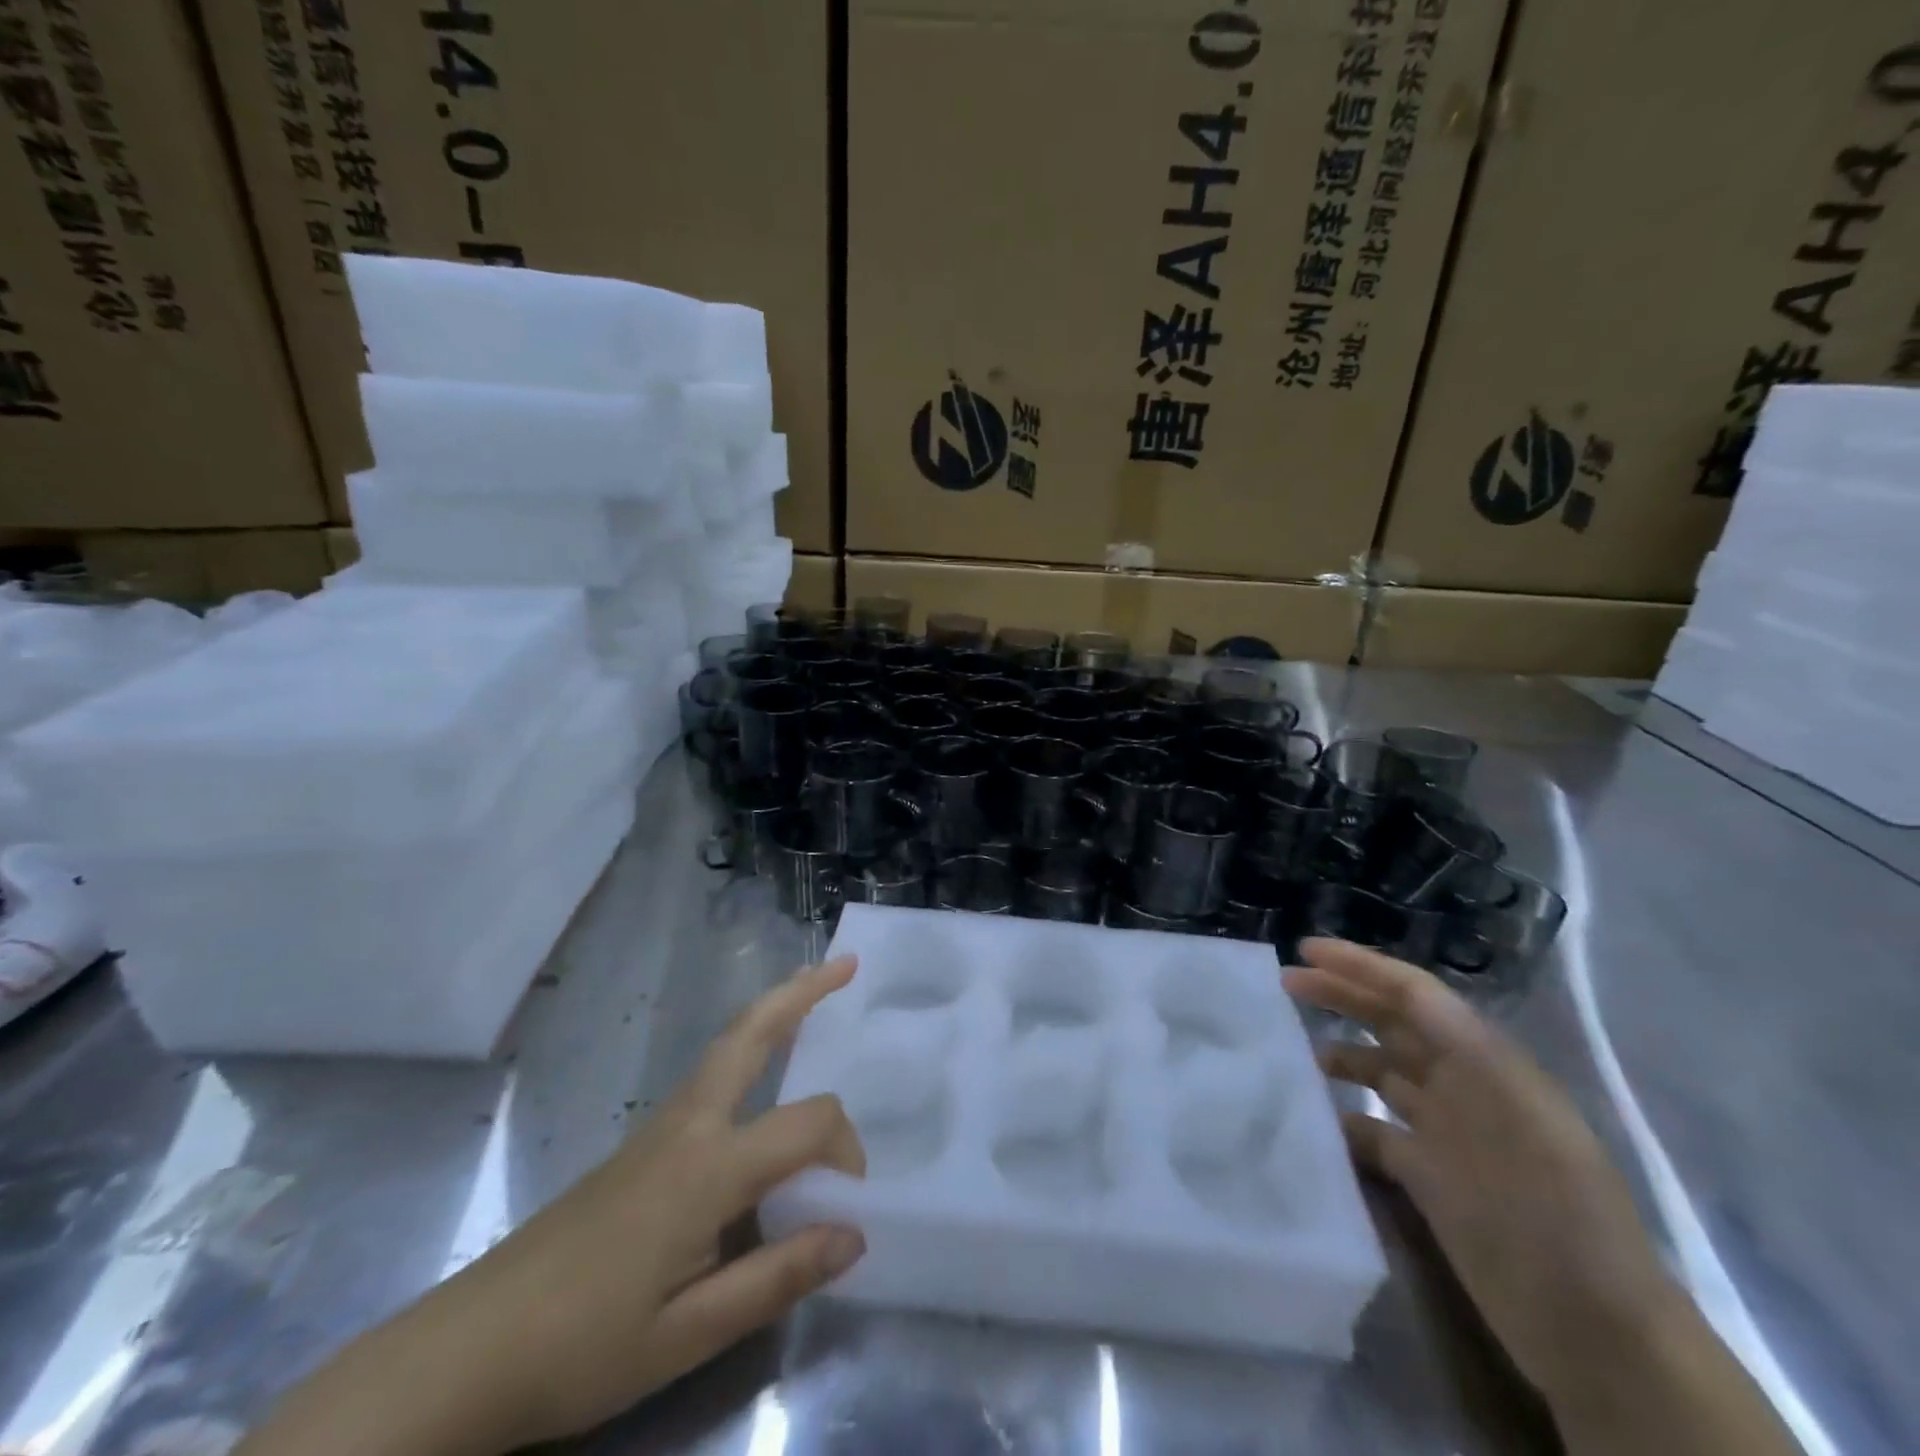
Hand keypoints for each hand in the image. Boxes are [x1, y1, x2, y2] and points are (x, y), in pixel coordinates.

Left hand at [239, 957, 866, 1455]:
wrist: (466, 1353)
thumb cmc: (580, 1348)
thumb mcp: (686, 1335)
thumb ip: (775, 1277)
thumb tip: (854, 1234)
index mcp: (707, 1167)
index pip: (806, 1124)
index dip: (845, 1151)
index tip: (849, 1205)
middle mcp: (688, 1125)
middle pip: (751, 1033)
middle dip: (802, 992)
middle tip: (847, 965)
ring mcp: (660, 1127)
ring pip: (728, 1045)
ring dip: (775, 1011)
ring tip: (814, 991)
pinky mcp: (644, 1143)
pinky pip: (712, 1075)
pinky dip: (750, 1047)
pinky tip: (762, 1074)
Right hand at [1288, 940, 1797, 1455]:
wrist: (1592, 1332)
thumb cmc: (1560, 1215)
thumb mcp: (1526, 1121)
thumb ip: (1470, 1052)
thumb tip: (1412, 993)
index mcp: (1487, 1064)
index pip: (1415, 994)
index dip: (1361, 966)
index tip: (1306, 949)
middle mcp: (1462, 1087)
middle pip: (1392, 1023)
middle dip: (1341, 994)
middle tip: (1284, 983)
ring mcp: (1444, 1133)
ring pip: (1379, 1070)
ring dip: (1337, 1050)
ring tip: (1288, 1048)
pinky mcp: (1427, 1176)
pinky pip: (1372, 1129)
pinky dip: (1341, 1116)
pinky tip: (1310, 1118)